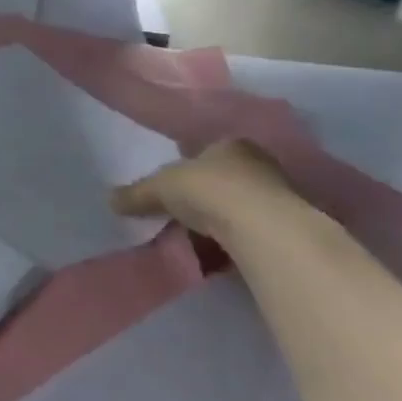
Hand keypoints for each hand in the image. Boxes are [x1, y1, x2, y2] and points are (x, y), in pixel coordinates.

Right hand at [111, 138, 302, 237]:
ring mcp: (281, 197)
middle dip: (205, 196)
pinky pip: (254, 233)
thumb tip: (110, 200)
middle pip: (225, 179)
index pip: (207, 151)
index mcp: (231, 144)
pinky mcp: (291, 229)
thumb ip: (136, 193)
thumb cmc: (210, 190)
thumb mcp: (160, 188)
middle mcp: (260, 164)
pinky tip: (220, 256)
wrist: (265, 230)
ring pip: (241, 207)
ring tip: (197, 241)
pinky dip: (237, 243)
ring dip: (222, 222)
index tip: (173, 186)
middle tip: (180, 215)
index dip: (188, 167)